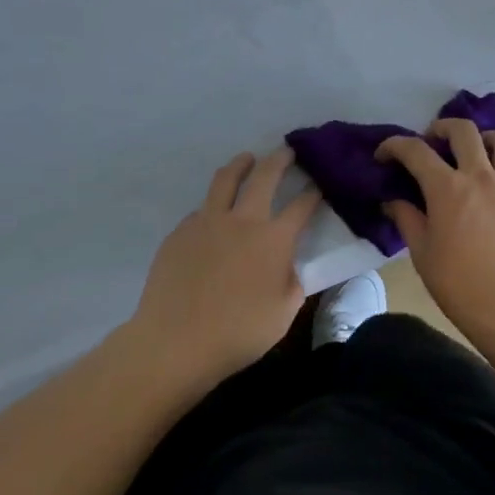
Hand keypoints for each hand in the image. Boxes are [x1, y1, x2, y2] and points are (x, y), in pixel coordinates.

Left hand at [125, 149, 318, 392]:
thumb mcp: (283, 314)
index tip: (319, 186)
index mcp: (274, 239)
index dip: (314, 194)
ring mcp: (207, 222)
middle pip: (264, 175)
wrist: (175, 342)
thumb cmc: (237, 333)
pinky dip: (213, 206)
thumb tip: (288, 267)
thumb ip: (292, 283)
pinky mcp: (180, 232)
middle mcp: (243, 220)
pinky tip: (214, 217)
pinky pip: (201, 210)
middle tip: (286, 151)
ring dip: (241, 165)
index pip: (301, 206)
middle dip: (279, 159)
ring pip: (226, 179)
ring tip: (247, 159)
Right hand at [376, 118, 494, 333]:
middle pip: (463, 130)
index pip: (415, 150)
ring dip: (483, 138)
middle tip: (432, 141)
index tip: (384, 155)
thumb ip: (406, 219)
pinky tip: (494, 184)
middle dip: (441, 128)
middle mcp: (480, 175)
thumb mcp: (422, 253)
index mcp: (447, 188)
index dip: (395, 146)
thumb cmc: (459, 283)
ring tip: (474, 151)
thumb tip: (392, 200)